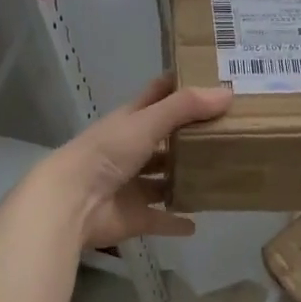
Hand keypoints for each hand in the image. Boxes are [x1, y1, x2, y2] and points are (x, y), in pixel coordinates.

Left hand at [42, 74, 232, 247]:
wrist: (71, 202)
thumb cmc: (107, 153)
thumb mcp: (146, 122)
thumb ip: (185, 107)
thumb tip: (227, 94)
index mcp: (131, 121)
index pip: (158, 95)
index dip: (180, 85)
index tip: (212, 78)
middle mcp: (131, 150)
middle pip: (164, 140)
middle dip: (189, 136)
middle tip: (229, 131)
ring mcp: (132, 185)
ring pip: (162, 180)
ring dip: (183, 179)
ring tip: (218, 175)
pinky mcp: (134, 217)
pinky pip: (160, 219)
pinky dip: (175, 222)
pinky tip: (197, 223)